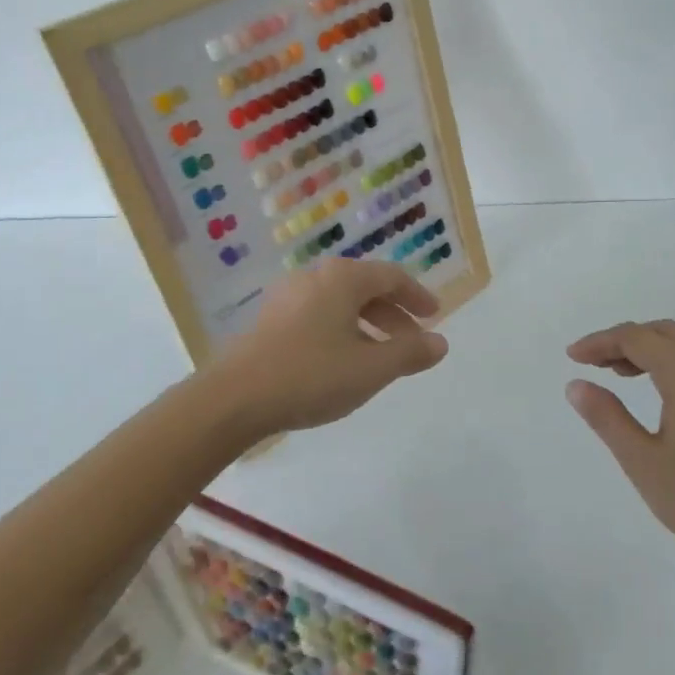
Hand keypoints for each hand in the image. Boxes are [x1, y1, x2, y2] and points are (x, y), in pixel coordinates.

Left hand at [213, 260, 447, 439]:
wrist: (234, 398)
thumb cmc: (311, 376)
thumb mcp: (371, 369)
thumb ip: (410, 353)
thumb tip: (440, 342)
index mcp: (343, 278)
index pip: (392, 276)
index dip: (417, 296)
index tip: (434, 316)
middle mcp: (315, 276)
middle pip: (365, 288)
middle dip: (393, 316)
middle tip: (412, 343)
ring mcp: (288, 295)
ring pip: (340, 303)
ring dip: (367, 326)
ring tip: (380, 358)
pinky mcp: (270, 318)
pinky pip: (318, 314)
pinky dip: (341, 330)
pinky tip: (341, 361)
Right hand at [564, 320, 674, 579]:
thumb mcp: (642, 461)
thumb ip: (606, 417)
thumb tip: (575, 384)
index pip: (637, 339)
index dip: (600, 342)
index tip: (572, 357)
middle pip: (662, 332)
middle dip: (622, 340)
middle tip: (591, 362)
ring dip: (646, 349)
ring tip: (614, 373)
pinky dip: (668, 362)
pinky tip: (653, 388)